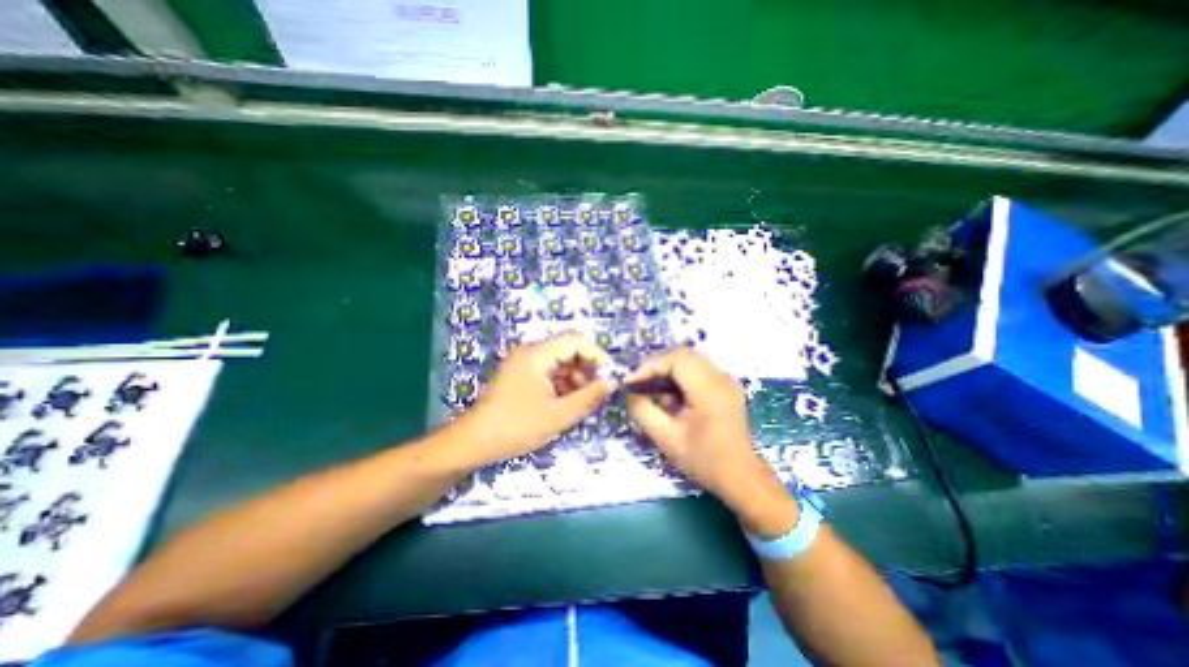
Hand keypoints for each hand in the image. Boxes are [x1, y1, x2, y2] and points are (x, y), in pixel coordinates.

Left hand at [460, 335, 617, 467]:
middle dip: (586, 368)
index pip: (575, 340)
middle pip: (567, 350)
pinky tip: (566, 403)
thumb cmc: (516, 427)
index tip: (610, 375)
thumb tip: (613, 382)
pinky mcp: (520, 375)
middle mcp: (530, 353)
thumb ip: (589, 397)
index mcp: (537, 355)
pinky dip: (562, 384)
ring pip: (559, 362)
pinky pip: (548, 372)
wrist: (473, 442)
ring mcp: (523, 364)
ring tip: (583, 401)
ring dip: (575, 378)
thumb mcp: (558, 415)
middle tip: (598, 391)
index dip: (596, 354)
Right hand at [623, 346, 798, 538]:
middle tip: (639, 384)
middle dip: (656, 367)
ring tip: (651, 392)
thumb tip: (629, 394)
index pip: (675, 359)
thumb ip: (643, 412)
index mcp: (709, 389)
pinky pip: (697, 372)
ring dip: (667, 372)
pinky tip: (669, 399)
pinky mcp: (725, 388)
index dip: (649, 366)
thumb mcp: (666, 438)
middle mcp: (721, 378)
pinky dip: (679, 380)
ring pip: (689, 362)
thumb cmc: (705, 460)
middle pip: (682, 355)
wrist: (741, 478)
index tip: (631, 382)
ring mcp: (726, 381)